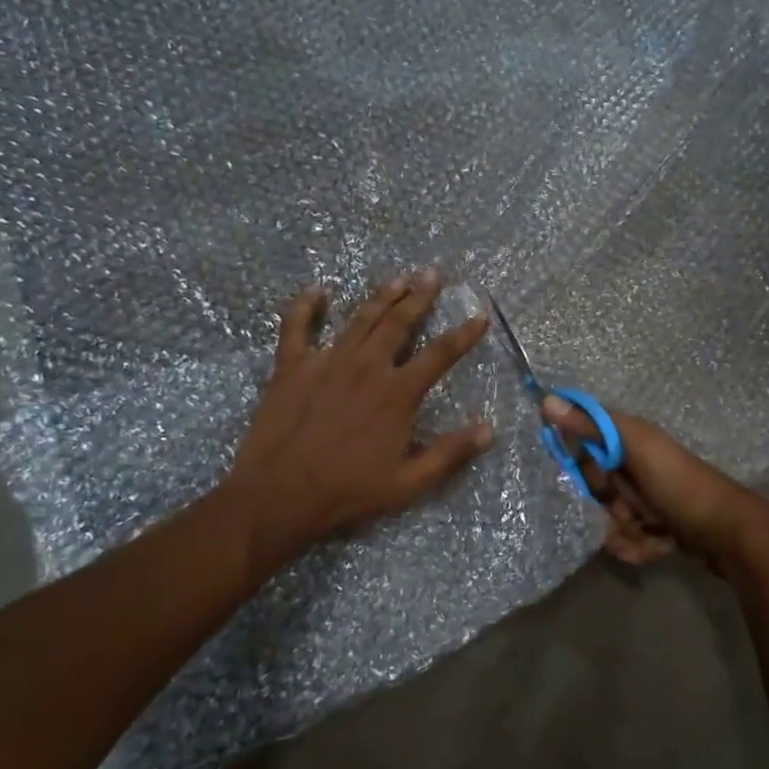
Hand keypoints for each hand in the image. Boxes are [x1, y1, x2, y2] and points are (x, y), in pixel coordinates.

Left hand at [226, 274, 493, 568]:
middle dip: (420, 296)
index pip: (440, 354)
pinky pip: (297, 326)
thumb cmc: (348, 491)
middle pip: (399, 322)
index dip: (464, 333)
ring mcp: (326, 361)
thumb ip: (449, 453)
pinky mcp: (291, 366)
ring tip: (398, 278)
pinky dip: (306, 305)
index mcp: (397, 393)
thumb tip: (489, 429)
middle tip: (432, 274)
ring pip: (359, 318)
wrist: (280, 495)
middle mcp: (366, 366)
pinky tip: (317, 290)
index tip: (480, 316)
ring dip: (381, 296)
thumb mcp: (408, 482)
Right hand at [540, 397, 768, 574]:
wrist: (730, 534)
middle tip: (626, 507)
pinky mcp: (658, 527)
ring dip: (622, 530)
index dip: (580, 461)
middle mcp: (637, 465)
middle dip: (605, 503)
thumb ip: (591, 426)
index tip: (586, 475)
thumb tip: (546, 399)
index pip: (584, 442)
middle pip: (595, 486)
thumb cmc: (679, 486)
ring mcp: (648, 498)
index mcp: (631, 439)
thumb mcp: (634, 449)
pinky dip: (639, 546)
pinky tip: (658, 545)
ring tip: (647, 531)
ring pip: (610, 517)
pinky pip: (629, 539)